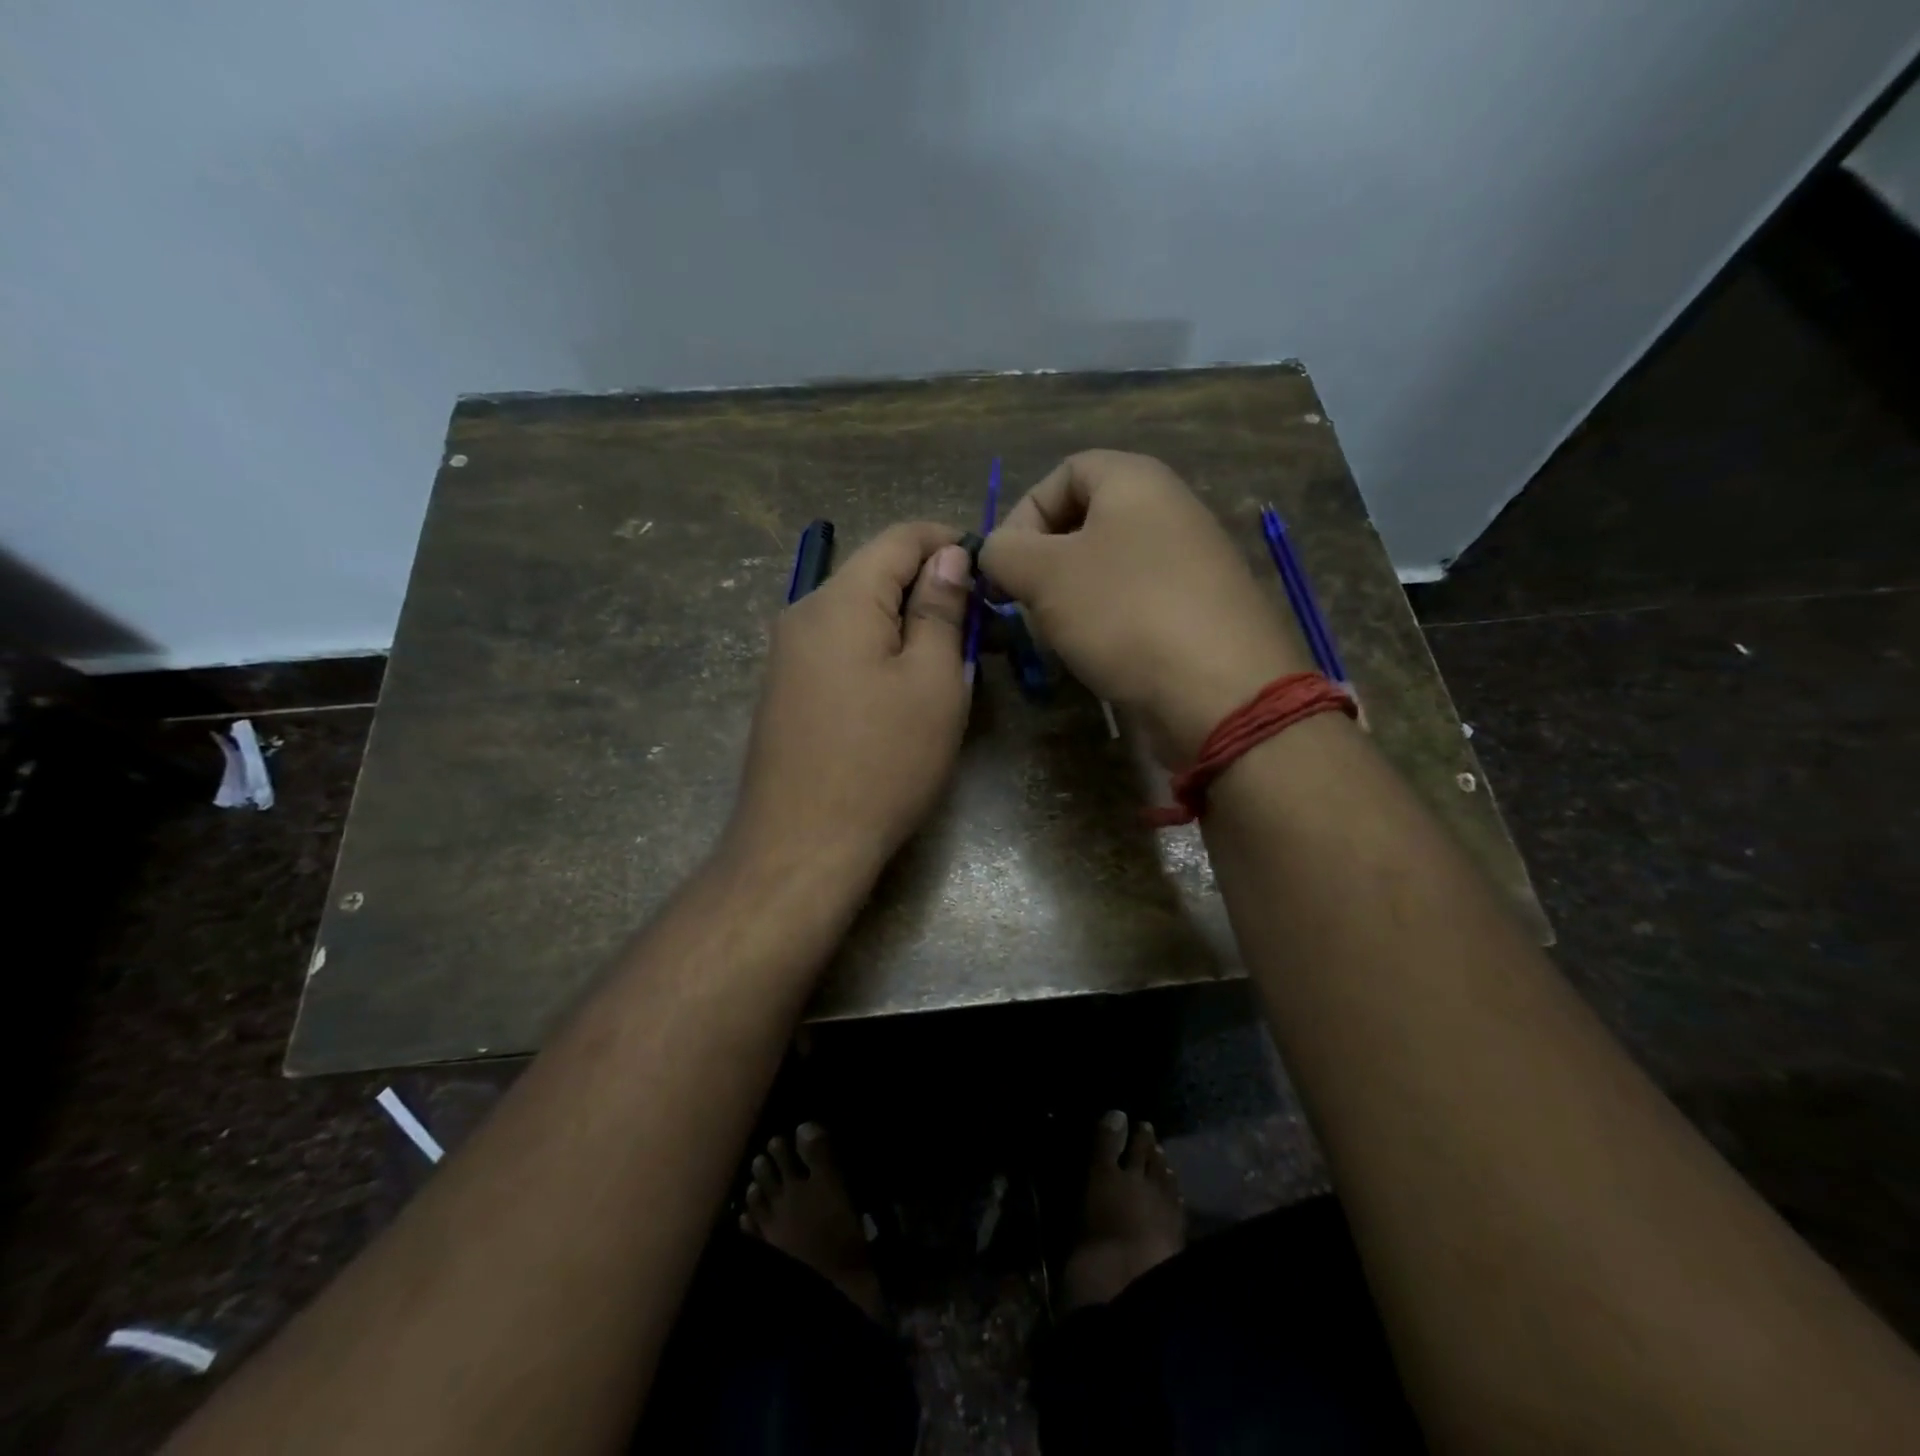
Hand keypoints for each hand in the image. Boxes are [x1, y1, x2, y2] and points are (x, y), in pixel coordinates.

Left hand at [727, 522, 973, 886]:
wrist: (802, 844)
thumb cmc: (881, 760)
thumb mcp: (930, 681)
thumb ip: (939, 609)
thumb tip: (947, 555)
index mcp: (840, 599)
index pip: (899, 537)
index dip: (949, 541)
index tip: (991, 572)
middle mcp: (804, 613)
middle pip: (876, 575)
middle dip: (932, 590)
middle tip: (982, 630)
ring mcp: (789, 655)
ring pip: (860, 615)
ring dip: (909, 625)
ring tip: (952, 663)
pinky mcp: (788, 690)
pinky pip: (842, 649)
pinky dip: (881, 652)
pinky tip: (906, 690)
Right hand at [981, 450, 1307, 765]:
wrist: (1219, 692)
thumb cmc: (1124, 612)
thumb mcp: (1044, 574)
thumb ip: (1004, 552)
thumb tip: (994, 552)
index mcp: (1137, 480)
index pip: (1065, 471)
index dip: (1024, 512)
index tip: (1006, 565)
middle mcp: (1170, 510)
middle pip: (1087, 520)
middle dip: (1045, 560)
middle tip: (1027, 602)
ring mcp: (1191, 564)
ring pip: (1109, 566)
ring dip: (1072, 597)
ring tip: (1059, 634)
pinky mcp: (1198, 612)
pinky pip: (1137, 602)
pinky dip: (1108, 623)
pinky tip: (1099, 655)